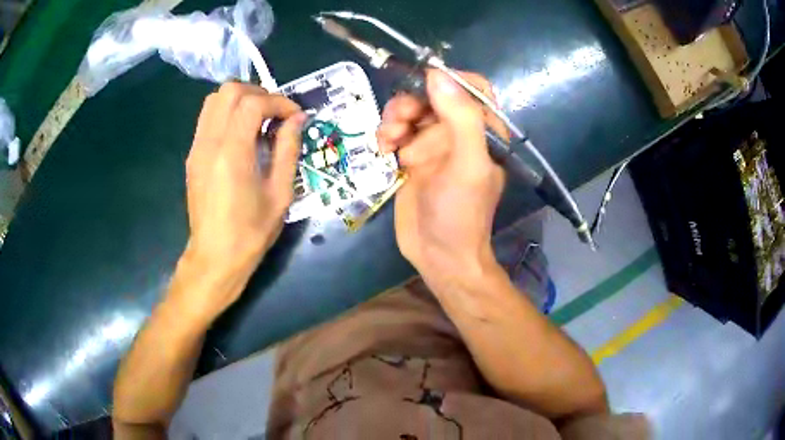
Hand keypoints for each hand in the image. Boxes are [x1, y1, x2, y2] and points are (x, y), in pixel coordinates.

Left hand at [174, 83, 304, 321]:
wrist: (215, 257)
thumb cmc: (251, 231)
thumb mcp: (280, 193)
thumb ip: (288, 149)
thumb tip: (298, 119)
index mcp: (232, 153)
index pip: (253, 102)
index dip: (279, 102)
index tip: (295, 116)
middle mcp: (209, 142)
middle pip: (229, 91)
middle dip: (258, 93)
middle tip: (276, 113)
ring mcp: (196, 148)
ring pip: (214, 100)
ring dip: (240, 100)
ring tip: (259, 119)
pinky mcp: (192, 155)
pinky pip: (208, 118)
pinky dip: (227, 113)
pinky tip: (242, 135)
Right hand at [377, 71, 506, 285]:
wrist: (438, 255)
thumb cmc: (461, 213)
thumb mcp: (468, 165)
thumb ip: (461, 118)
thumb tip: (437, 74)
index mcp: (484, 131)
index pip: (473, 87)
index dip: (449, 79)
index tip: (424, 84)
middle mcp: (460, 132)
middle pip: (435, 95)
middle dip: (413, 102)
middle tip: (400, 120)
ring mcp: (434, 144)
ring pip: (412, 110)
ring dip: (396, 117)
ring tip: (388, 140)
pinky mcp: (413, 157)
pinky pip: (397, 130)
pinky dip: (387, 133)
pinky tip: (384, 150)